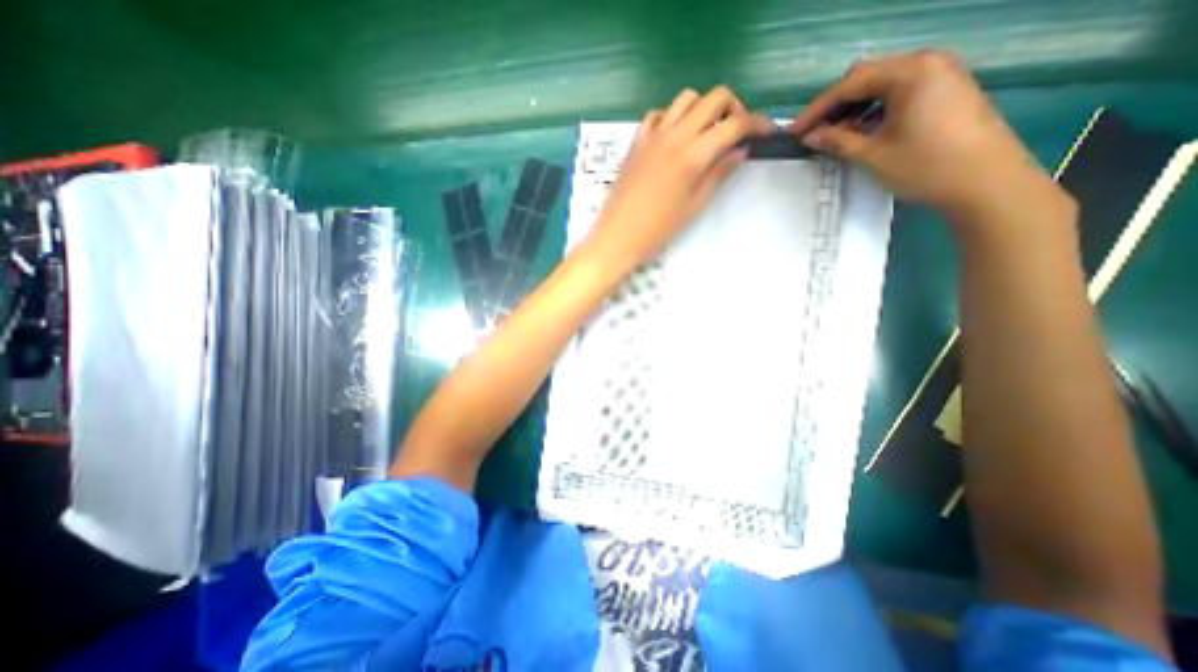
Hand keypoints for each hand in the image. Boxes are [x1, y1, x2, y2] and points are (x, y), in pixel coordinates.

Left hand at [584, 87, 773, 274]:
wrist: (618, 236)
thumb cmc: (658, 229)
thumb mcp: (694, 205)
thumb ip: (719, 173)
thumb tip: (741, 150)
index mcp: (693, 155)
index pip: (734, 124)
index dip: (756, 124)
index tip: (766, 133)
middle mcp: (675, 135)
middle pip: (714, 98)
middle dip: (733, 108)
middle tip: (735, 133)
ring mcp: (652, 135)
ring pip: (686, 99)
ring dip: (703, 108)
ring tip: (705, 133)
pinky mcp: (636, 142)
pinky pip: (658, 114)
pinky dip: (673, 116)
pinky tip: (675, 136)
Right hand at [793, 51, 1061, 227]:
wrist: (984, 181)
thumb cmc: (924, 165)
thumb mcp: (872, 155)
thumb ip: (837, 141)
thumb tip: (810, 137)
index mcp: (910, 72)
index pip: (850, 84)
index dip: (817, 109)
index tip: (794, 132)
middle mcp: (927, 63)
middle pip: (867, 78)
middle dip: (835, 106)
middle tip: (814, 133)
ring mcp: (941, 75)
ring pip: (882, 85)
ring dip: (854, 109)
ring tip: (835, 137)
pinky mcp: (946, 91)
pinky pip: (899, 93)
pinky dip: (875, 111)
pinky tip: (863, 132)